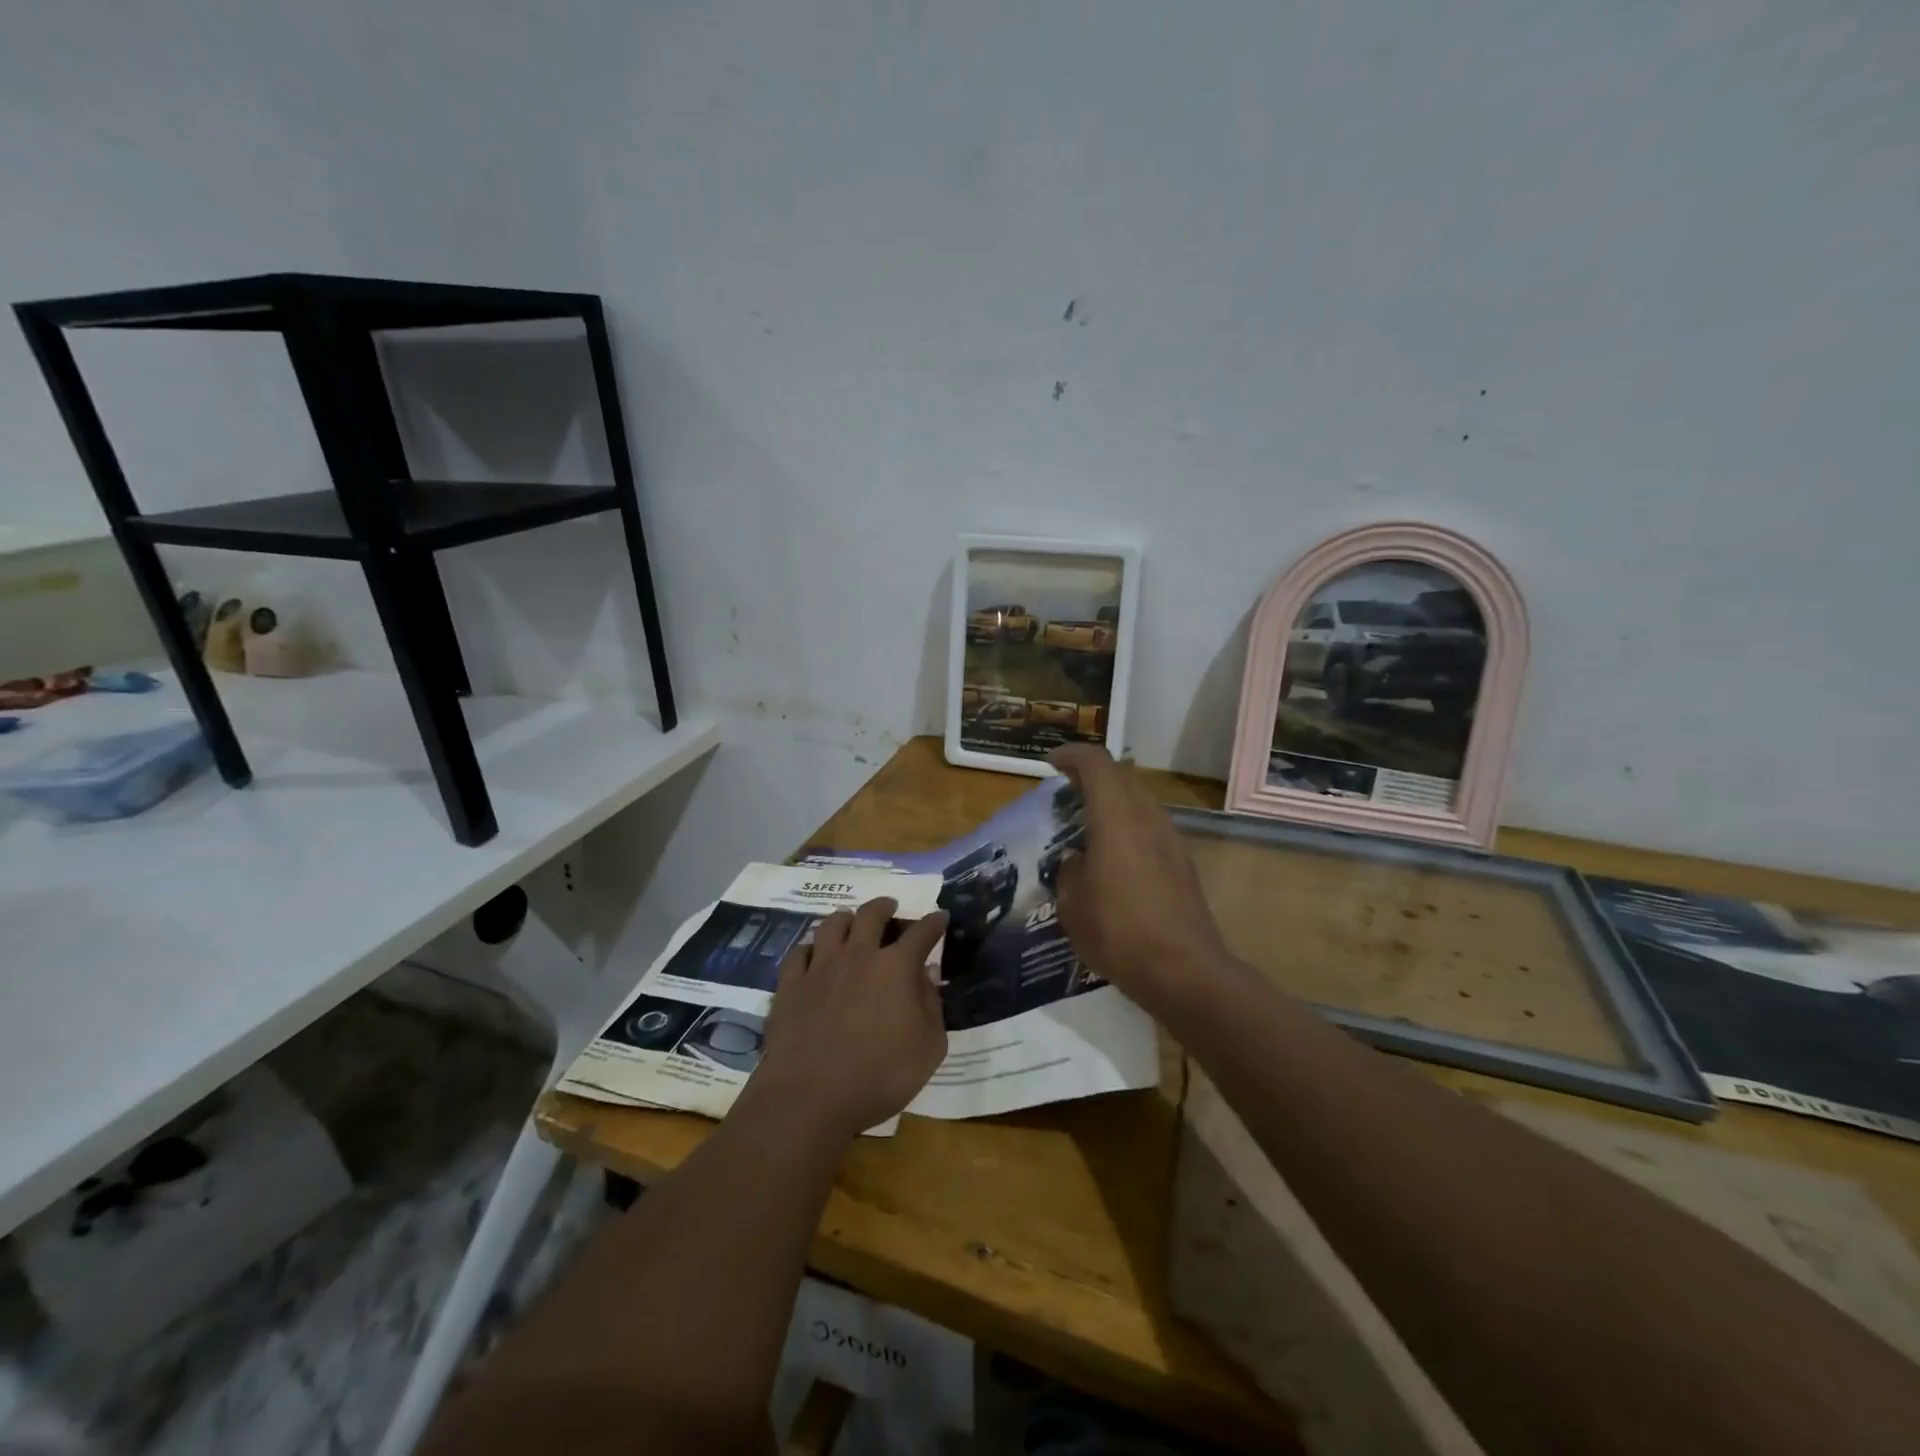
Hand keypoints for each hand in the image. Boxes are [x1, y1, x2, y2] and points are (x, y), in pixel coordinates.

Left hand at [751, 898, 949, 1140]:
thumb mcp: (929, 1047)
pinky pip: (798, 953)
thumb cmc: (881, 1076)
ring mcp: (820, 968)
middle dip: (884, 907)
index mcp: (896, 967)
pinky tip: (811, 953)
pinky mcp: (789, 986)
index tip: (939, 916)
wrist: (810, 1096)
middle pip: (871, 915)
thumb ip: (931, 1006)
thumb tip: (926, 974)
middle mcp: (858, 956)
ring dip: (845, 918)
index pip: (921, 933)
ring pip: (831, 926)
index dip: (933, 923)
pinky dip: (809, 948)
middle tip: (889, 907)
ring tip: (849, 919)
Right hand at [1048, 744, 1231, 1019]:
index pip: (1096, 763)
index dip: (1071, 756)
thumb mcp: (1072, 904)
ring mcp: (1171, 840)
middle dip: (1091, 777)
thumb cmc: (1118, 932)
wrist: (1184, 971)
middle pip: (1121, 777)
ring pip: (1139, 802)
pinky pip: (1150, 828)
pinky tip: (1112, 859)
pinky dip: (1127, 827)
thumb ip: (1069, 871)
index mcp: (1116, 817)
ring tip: (1086, 827)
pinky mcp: (1183, 864)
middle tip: (1065, 794)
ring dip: (1112, 803)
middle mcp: (1147, 818)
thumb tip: (1077, 860)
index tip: (1051, 764)